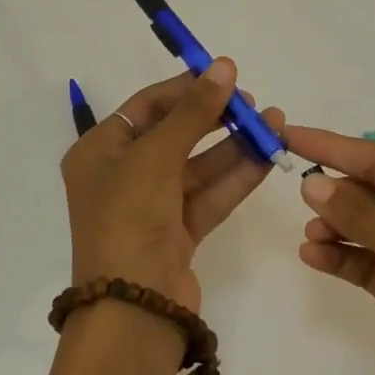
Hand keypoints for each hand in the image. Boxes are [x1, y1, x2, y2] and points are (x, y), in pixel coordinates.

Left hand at [62, 59, 284, 313]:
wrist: (133, 308)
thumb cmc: (128, 219)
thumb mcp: (155, 157)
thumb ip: (193, 112)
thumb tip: (223, 65)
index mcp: (99, 153)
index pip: (146, 107)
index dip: (185, 88)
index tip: (224, 75)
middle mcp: (122, 176)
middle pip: (174, 135)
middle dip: (215, 118)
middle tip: (253, 104)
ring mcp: (151, 207)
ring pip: (198, 168)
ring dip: (235, 146)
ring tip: (275, 124)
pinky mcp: (178, 234)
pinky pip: (209, 196)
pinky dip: (237, 177)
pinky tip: (268, 156)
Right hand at [285, 126, 374, 374]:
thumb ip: (366, 216)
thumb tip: (314, 182)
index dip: (337, 147)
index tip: (289, 134)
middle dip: (340, 189)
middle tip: (295, 190)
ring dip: (340, 226)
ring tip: (309, 235)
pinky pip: (374, 267)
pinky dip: (346, 259)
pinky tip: (315, 257)